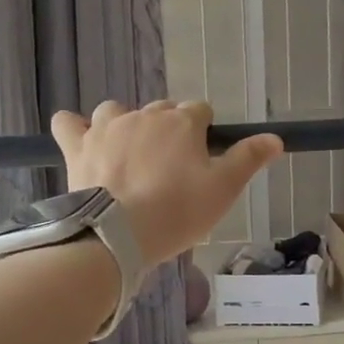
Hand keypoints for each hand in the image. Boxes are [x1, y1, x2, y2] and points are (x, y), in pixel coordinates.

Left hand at [52, 100, 282, 267]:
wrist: (118, 234)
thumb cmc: (178, 212)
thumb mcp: (224, 189)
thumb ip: (249, 159)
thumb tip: (276, 138)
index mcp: (182, 122)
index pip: (200, 112)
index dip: (204, 132)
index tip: (202, 160)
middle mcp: (144, 115)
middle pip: (161, 110)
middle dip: (168, 131)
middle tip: (170, 169)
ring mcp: (107, 127)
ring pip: (116, 110)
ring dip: (124, 124)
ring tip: (129, 154)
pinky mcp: (78, 146)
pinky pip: (67, 123)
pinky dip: (74, 127)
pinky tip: (80, 139)